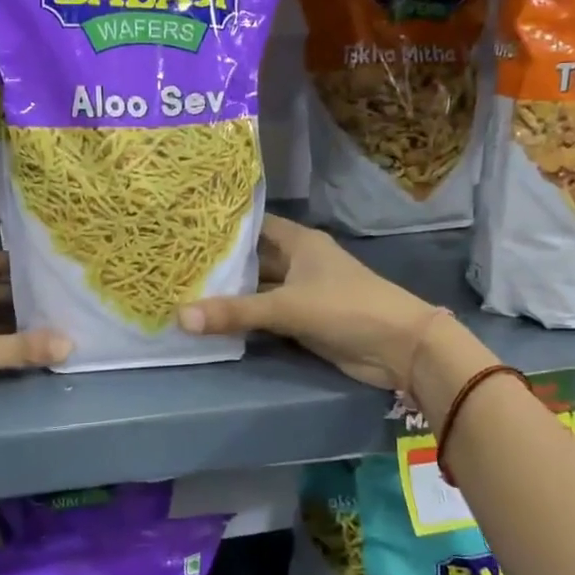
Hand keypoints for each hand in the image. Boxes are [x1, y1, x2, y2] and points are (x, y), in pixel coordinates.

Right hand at [176, 215, 441, 389]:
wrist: (399, 348)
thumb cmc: (346, 308)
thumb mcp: (287, 307)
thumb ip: (235, 313)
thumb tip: (180, 317)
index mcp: (299, 242)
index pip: (253, 225)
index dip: (223, 228)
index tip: (186, 230)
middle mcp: (298, 261)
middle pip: (252, 259)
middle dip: (219, 265)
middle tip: (175, 265)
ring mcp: (301, 292)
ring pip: (257, 289)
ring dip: (229, 294)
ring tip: (183, 291)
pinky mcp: (303, 320)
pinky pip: (265, 315)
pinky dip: (243, 318)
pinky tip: (212, 320)